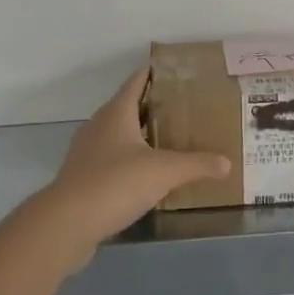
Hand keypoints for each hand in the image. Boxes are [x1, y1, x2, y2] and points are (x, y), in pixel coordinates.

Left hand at [23, 67, 229, 272]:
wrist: (66, 224)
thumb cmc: (115, 183)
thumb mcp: (164, 172)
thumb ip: (197, 164)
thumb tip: (227, 162)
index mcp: (116, 113)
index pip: (137, 81)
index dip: (155, 73)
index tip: (177, 70)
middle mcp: (99, 126)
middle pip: (129, 107)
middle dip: (155, 106)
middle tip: (186, 107)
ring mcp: (88, 153)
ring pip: (120, 135)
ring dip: (142, 135)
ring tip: (172, 139)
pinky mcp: (84, 178)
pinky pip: (113, 160)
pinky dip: (132, 160)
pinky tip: (149, 174)